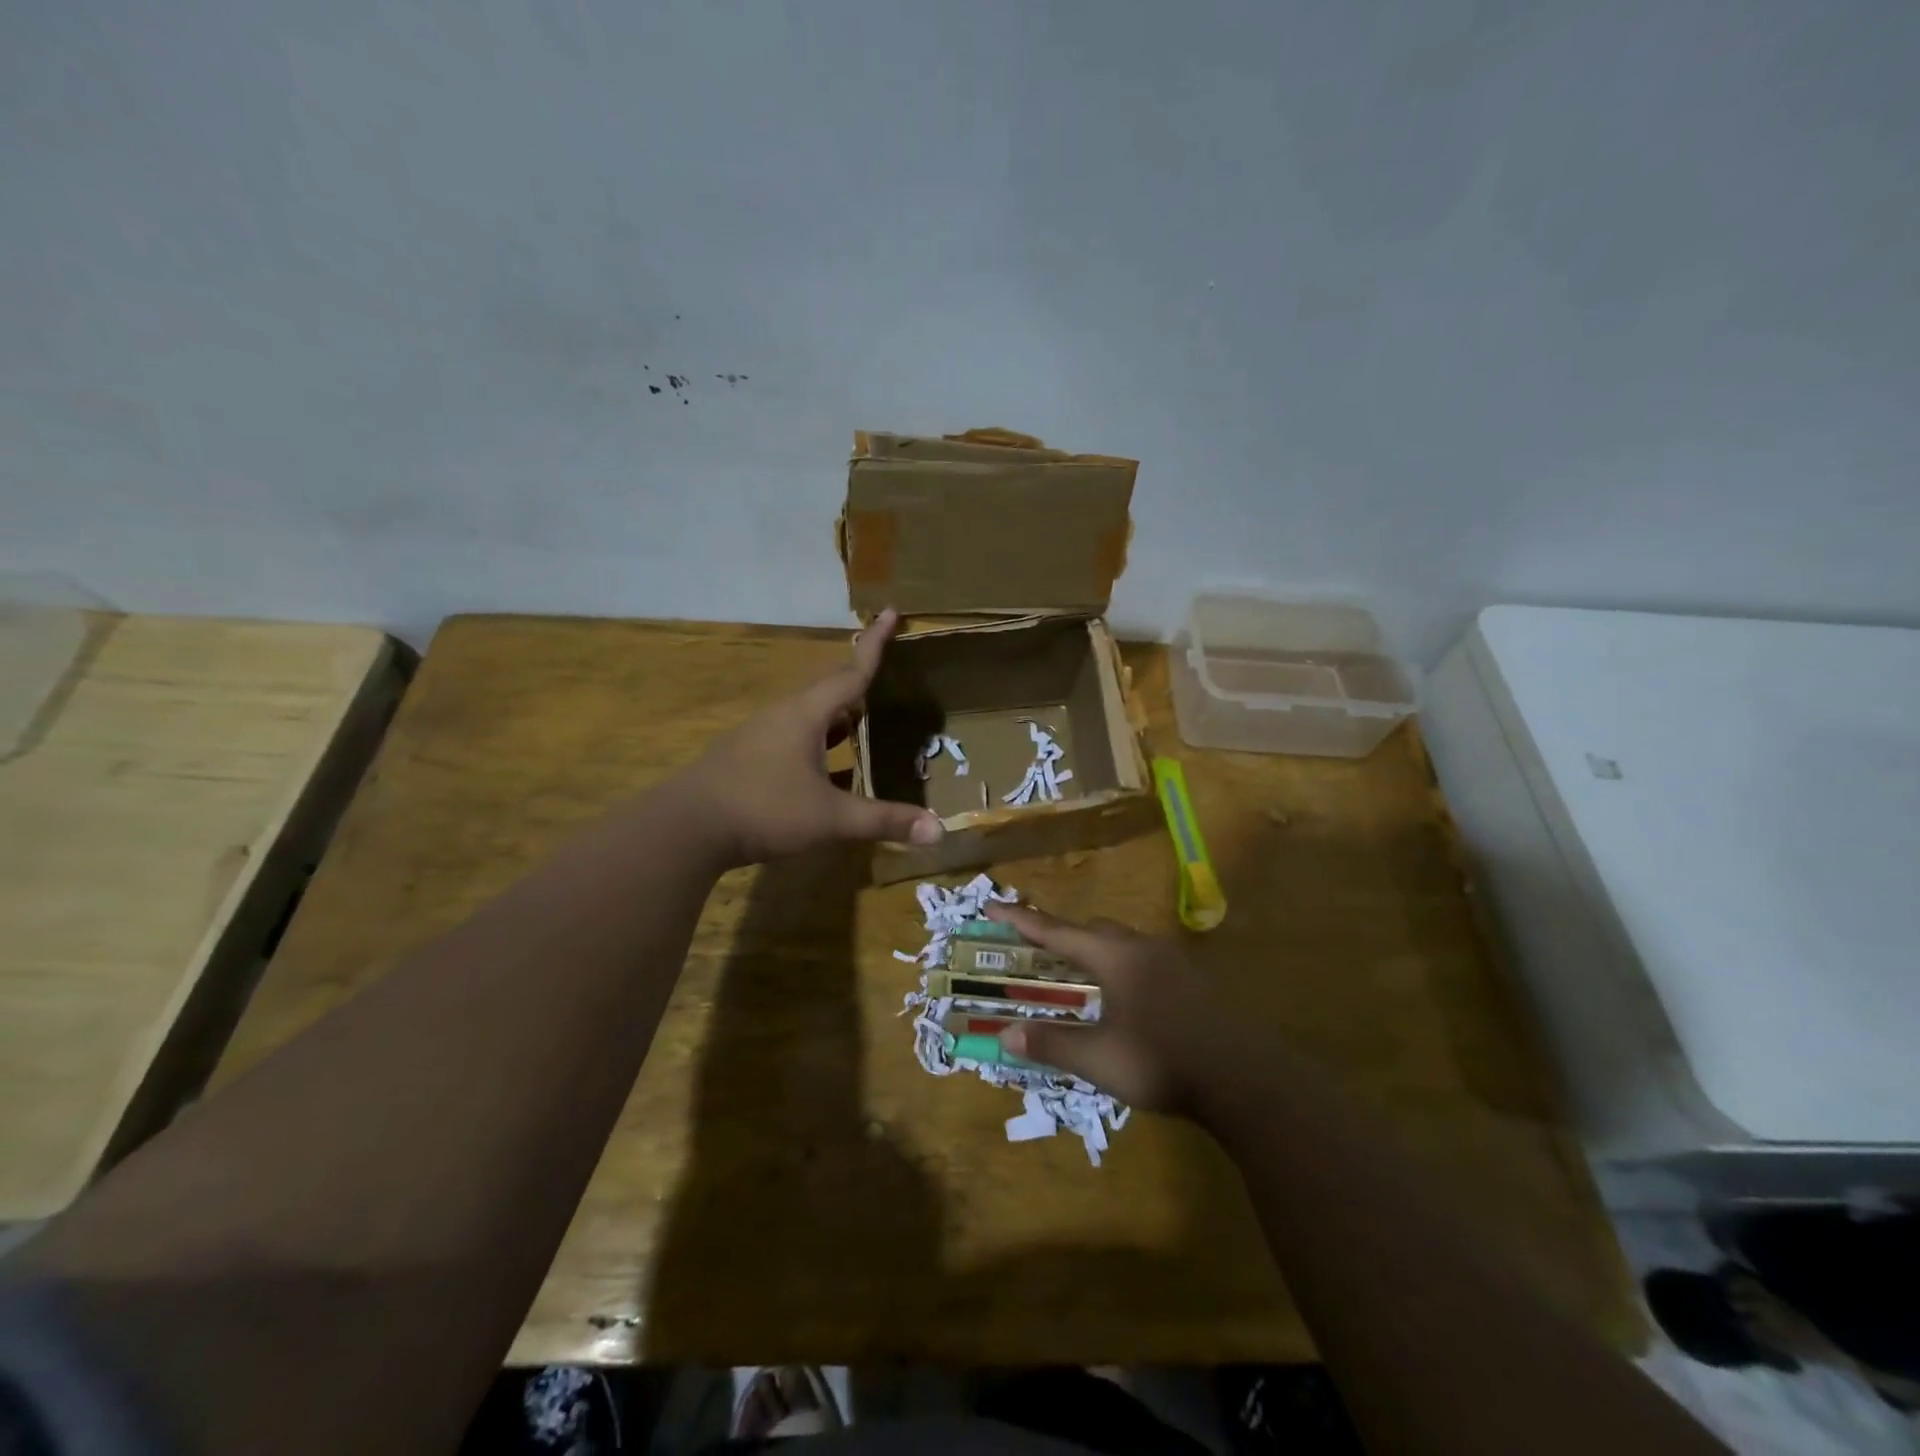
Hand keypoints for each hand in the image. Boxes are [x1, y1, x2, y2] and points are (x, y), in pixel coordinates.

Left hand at [680, 607, 943, 866]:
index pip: (851, 672)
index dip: (875, 644)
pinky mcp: (750, 759)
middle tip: (887, 674)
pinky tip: (832, 770)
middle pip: (831, 690)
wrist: (685, 829)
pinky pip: (797, 739)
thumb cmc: (763, 809)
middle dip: (860, 680)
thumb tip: (939, 830)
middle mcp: (785, 717)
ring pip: (812, 716)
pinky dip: (822, 744)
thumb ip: (883, 820)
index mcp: (807, 715)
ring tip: (866, 718)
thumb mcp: (830, 818)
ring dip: (841, 715)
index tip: (890, 611)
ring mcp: (763, 737)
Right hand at [983, 902, 1236, 1113]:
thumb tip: (1007, 1034)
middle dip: (1063, 936)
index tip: (994, 903)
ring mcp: (1173, 961)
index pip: (1058, 932)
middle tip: (1039, 949)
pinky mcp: (1194, 980)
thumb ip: (1052, 1043)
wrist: (1244, 1078)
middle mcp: (1143, 947)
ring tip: (1080, 975)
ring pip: (1123, 943)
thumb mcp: (1099, 1059)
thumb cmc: (1162, 1062)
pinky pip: (1146, 960)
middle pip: (1094, 931)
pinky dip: (1122, 967)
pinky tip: (1126, 998)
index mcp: (1115, 957)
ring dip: (1096, 952)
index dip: (1023, 920)